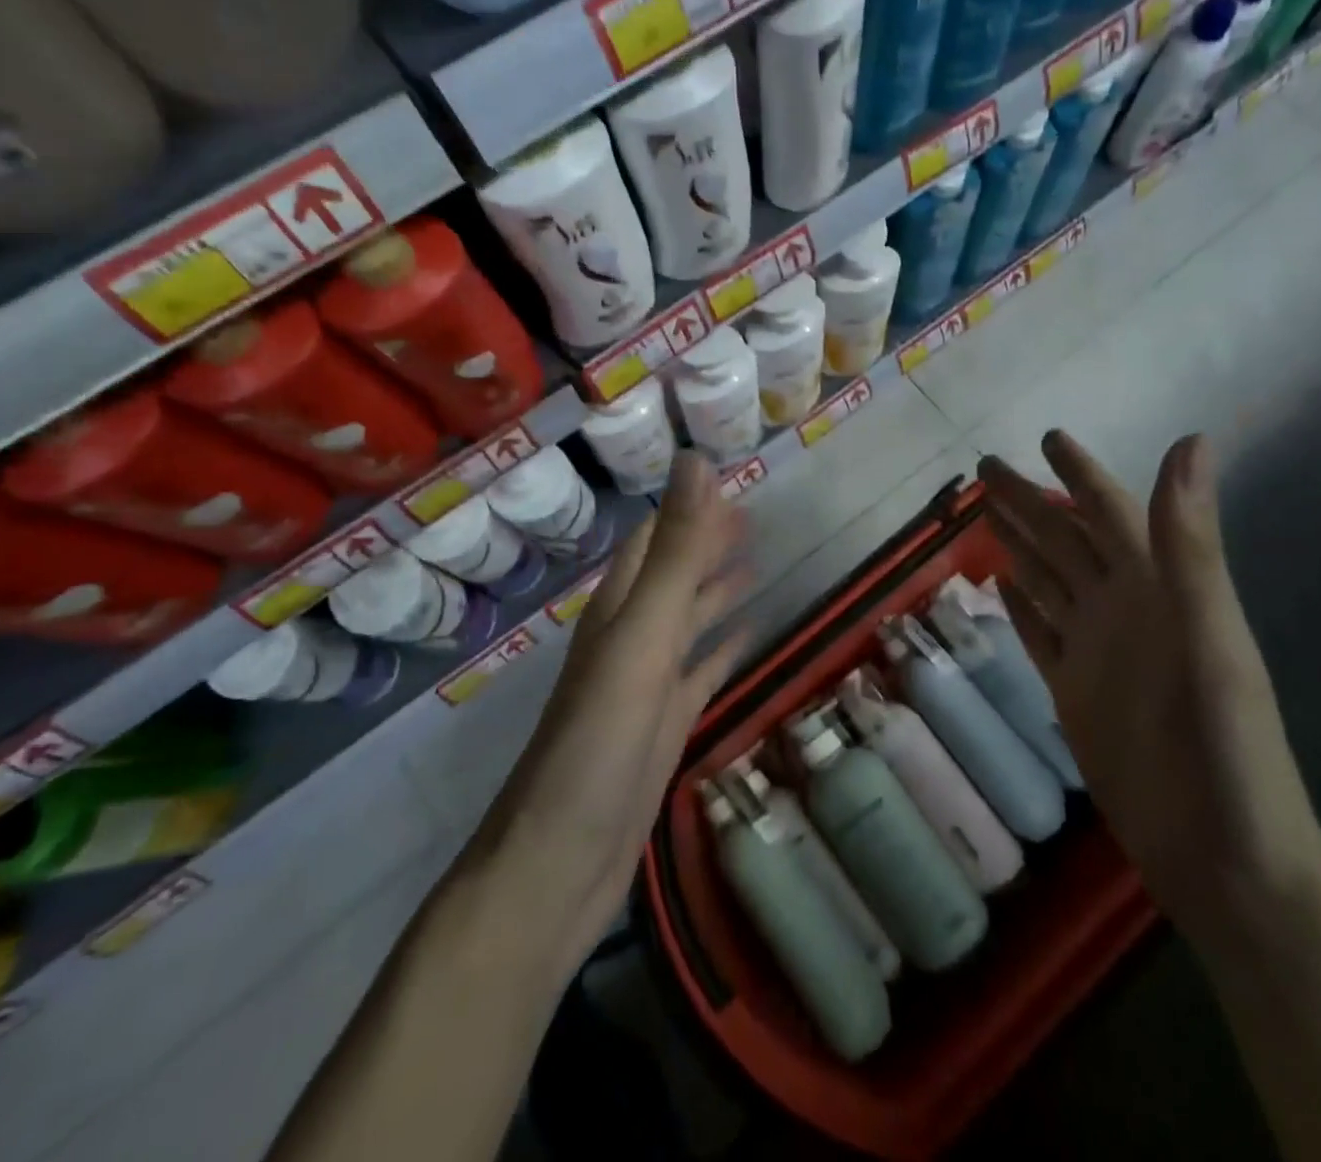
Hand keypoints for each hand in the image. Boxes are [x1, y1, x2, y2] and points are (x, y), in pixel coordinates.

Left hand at [493, 453, 753, 966]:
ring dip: (717, 588)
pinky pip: (700, 672)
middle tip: (757, 512)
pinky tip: (749, 635)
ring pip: (688, 619)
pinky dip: (724, 648)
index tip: (730, 474)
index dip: (687, 505)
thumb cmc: (599, 741)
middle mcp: (630, 637)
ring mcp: (648, 684)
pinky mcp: (665, 725)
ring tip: (760, 558)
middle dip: (708, 540)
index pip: (653, 538)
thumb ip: (674, 553)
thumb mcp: (642, 636)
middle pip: (673, 573)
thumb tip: (696, 460)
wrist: (561, 860)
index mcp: (619, 609)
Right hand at [978, 432, 1320, 953]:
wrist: (1220, 856)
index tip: (1047, 438)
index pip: (1109, 512)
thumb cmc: (1223, 746)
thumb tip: (1192, 441)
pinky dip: (1019, 606)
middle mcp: (1121, 609)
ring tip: (985, 514)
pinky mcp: (1072, 691)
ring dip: (1019, 544)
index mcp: (1156, 588)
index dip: (1080, 473)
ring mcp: (1094, 651)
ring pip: (1046, 580)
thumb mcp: (1209, 637)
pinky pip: (1038, 634)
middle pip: (1063, 540)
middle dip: (1028, 500)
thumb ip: (1190, 544)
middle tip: (984, 468)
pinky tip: (1000, 584)